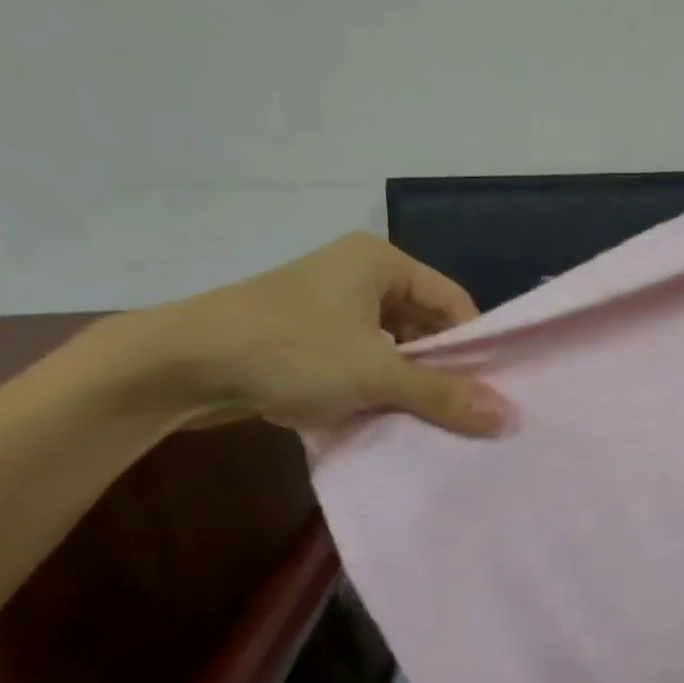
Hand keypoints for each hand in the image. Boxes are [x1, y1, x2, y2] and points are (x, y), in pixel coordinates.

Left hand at [127, 232, 508, 434]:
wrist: (177, 366)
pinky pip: (361, 359)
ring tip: (430, 420)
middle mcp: (359, 274)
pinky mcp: (306, 336)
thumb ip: (443, 394)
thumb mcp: (375, 374)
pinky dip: (375, 387)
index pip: (453, 301)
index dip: (473, 345)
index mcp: (381, 262)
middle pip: (423, 324)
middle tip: (465, 412)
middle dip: (440, 369)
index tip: (488, 390)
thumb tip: (506, 417)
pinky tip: (385, 417)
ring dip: (408, 383)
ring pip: (392, 346)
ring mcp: (329, 305)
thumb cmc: (290, 352)